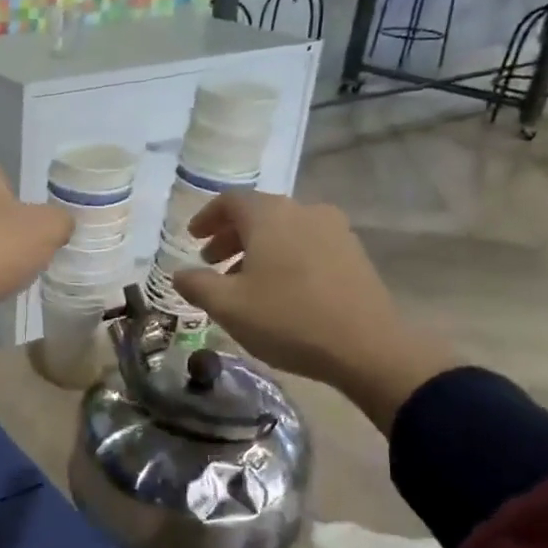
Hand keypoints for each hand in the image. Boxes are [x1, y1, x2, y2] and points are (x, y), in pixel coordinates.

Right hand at [171, 191, 456, 431]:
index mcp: (270, 216)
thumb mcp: (228, 306)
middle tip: (211, 262)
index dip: (206, 217)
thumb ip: (196, 285)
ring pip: (284, 230)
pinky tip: (278, 290)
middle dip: (230, 236)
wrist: (367, 347)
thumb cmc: (287, 319)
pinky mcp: (353, 253)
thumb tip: (180, 274)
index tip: (193, 238)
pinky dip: (284, 257)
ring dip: (257, 249)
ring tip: (243, 282)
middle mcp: (303, 211)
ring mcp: (334, 230)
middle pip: (258, 213)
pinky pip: (307, 244)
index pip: (230, 201)